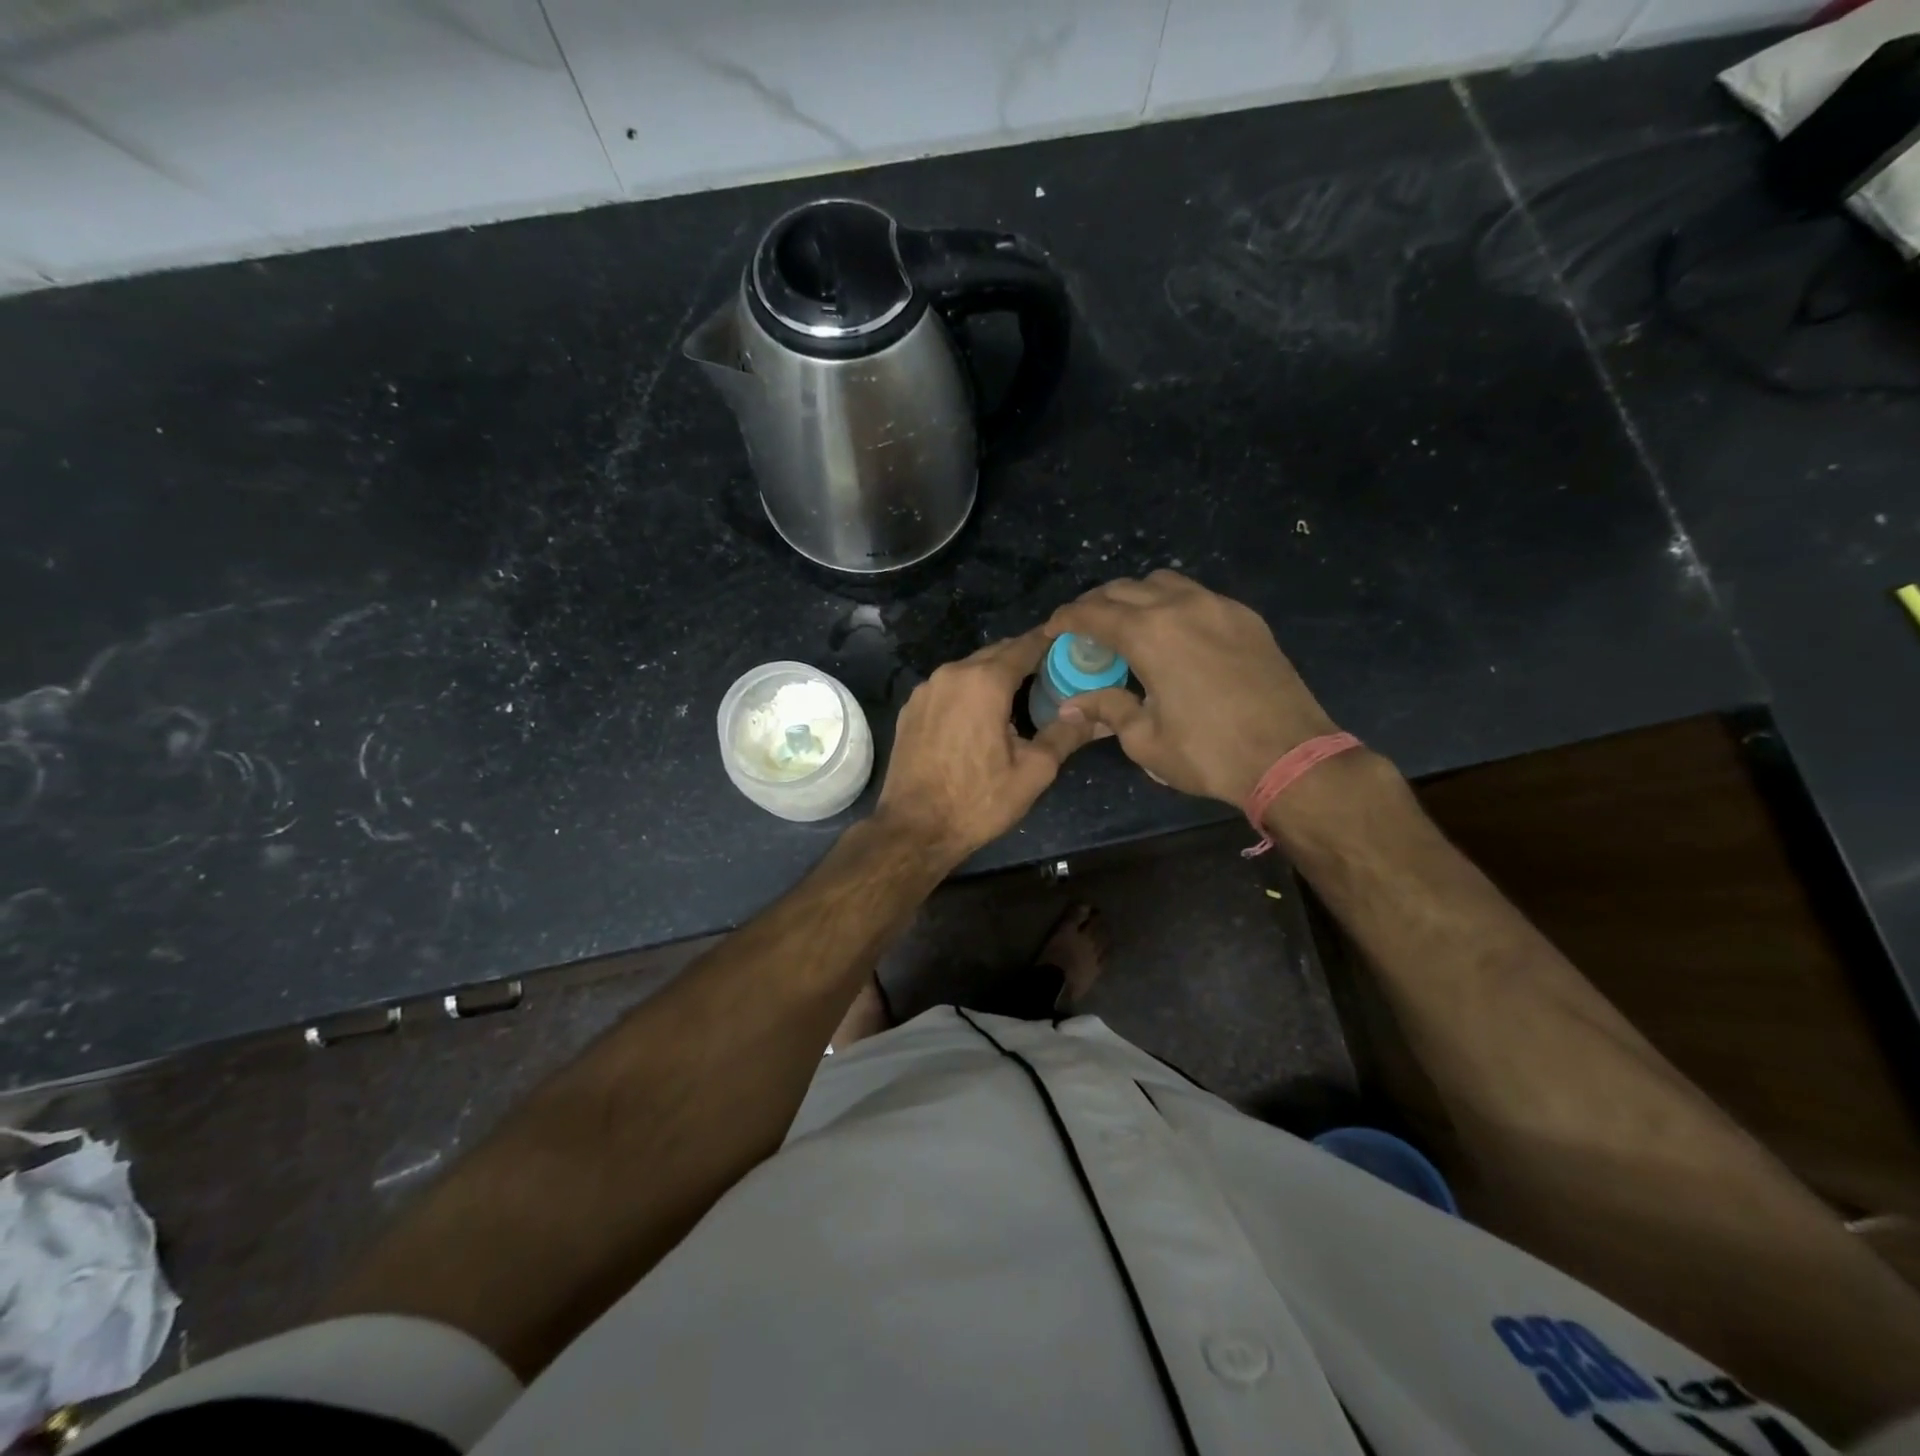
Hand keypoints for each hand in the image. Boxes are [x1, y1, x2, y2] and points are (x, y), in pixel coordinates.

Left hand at [875, 628, 1099, 865]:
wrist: (913, 829)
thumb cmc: (978, 800)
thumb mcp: (1033, 771)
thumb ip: (1065, 734)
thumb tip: (1096, 715)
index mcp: (985, 682)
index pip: (1024, 646)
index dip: (1049, 642)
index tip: (1070, 643)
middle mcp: (951, 674)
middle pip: (995, 654)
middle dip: (1023, 658)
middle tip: (1052, 672)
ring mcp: (926, 690)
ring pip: (969, 669)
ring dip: (994, 675)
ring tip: (1020, 694)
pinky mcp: (910, 709)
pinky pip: (948, 688)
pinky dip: (969, 691)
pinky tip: (980, 714)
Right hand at [1046, 570, 1338, 806]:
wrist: (1290, 757)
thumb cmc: (1208, 753)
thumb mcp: (1145, 740)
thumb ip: (1107, 709)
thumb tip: (1073, 704)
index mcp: (1150, 634)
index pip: (1094, 612)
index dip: (1066, 618)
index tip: (1053, 629)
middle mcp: (1182, 606)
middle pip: (1125, 588)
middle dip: (1097, 604)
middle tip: (1085, 629)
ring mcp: (1219, 607)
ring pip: (1164, 582)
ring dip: (1136, 597)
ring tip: (1128, 625)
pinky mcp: (1246, 618)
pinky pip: (1198, 595)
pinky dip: (1172, 604)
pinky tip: (1173, 633)